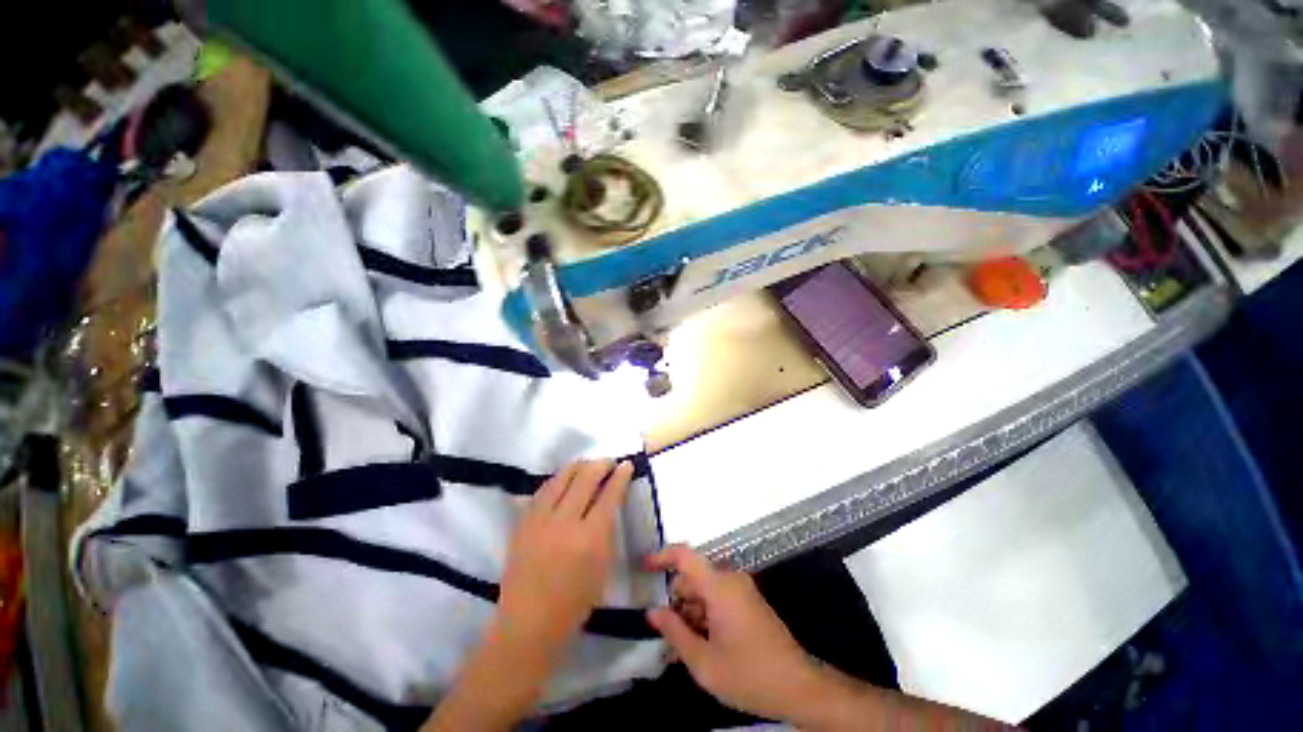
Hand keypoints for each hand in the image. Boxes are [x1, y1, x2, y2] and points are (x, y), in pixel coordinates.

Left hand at [497, 459, 633, 655]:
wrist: (528, 623)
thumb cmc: (574, 603)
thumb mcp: (602, 567)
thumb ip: (606, 531)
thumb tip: (608, 503)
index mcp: (591, 538)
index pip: (609, 495)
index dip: (620, 476)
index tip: (626, 465)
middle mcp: (565, 522)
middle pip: (585, 478)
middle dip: (601, 464)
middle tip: (608, 462)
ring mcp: (540, 520)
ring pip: (561, 478)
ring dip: (578, 466)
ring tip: (587, 465)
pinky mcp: (523, 522)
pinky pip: (542, 490)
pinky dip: (557, 480)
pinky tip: (563, 479)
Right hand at [643, 545, 822, 721]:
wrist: (799, 687)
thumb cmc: (749, 675)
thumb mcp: (704, 662)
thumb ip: (674, 633)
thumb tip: (653, 612)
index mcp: (720, 586)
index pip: (684, 555)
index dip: (661, 556)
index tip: (642, 568)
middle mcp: (730, 579)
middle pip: (692, 578)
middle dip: (675, 603)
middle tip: (664, 637)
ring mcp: (741, 590)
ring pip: (703, 591)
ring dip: (689, 614)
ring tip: (680, 650)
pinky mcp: (747, 602)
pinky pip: (717, 600)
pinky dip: (704, 617)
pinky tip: (699, 646)